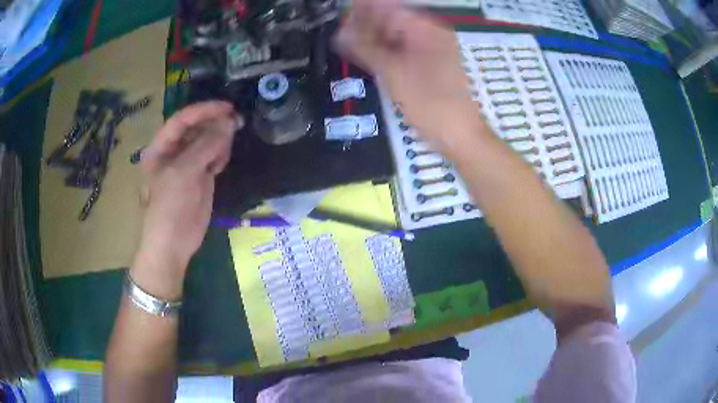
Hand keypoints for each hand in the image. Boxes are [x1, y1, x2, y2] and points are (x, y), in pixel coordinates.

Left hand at [136, 102, 240, 280]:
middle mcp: (174, 152)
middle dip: (215, 124)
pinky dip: (221, 155)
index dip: (204, 110)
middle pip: (197, 128)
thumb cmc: (169, 207)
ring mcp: (188, 164)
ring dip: (219, 141)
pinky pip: (214, 157)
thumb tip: (229, 123)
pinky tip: (221, 163)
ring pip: (208, 142)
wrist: (173, 244)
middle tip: (235, 124)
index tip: (227, 107)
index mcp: (161, 147)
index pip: (182, 119)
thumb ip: (206, 145)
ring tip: (223, 152)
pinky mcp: (201, 177)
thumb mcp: (183, 172)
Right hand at [334, 0, 484, 153]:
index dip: (363, 10)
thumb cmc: (430, 103)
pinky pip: (402, 51)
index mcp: (427, 29)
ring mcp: (432, 50)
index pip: (389, 8)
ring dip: (373, 39)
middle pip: (393, 20)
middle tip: (341, 34)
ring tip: (348, 44)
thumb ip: (365, 49)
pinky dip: (385, 52)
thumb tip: (341, 34)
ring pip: (396, 36)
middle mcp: (431, 34)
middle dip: (366, 25)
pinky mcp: (429, 65)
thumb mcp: (393, 73)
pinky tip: (367, 56)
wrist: (459, 135)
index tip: (342, 15)